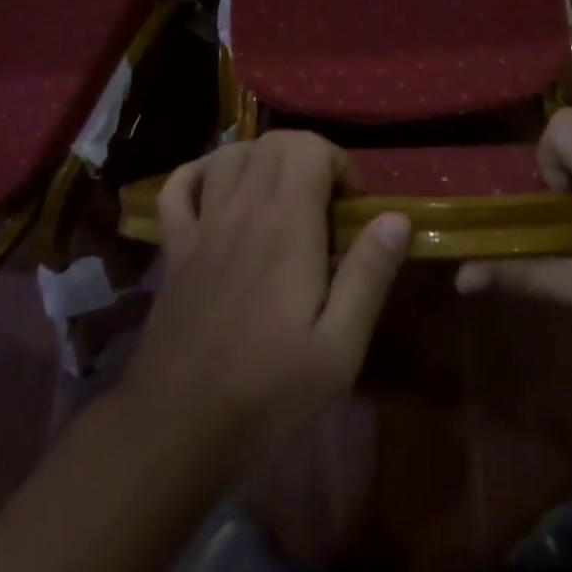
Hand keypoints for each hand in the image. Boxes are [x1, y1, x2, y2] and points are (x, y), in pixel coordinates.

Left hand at [121, 133, 410, 471]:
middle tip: (326, 203)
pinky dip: (200, 173)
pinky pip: (178, 188)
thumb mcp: (339, 348)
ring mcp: (202, 227)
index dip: (339, 163)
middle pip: (273, 142)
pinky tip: (220, 188)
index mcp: (286, 228)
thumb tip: (396, 217)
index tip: (353, 207)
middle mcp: (242, 211)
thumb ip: (369, 275)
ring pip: (230, 155)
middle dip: (308, 155)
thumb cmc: (268, 392)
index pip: (310, 148)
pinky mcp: (175, 249)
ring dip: (262, 158)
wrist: (178, 429)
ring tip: (284, 195)